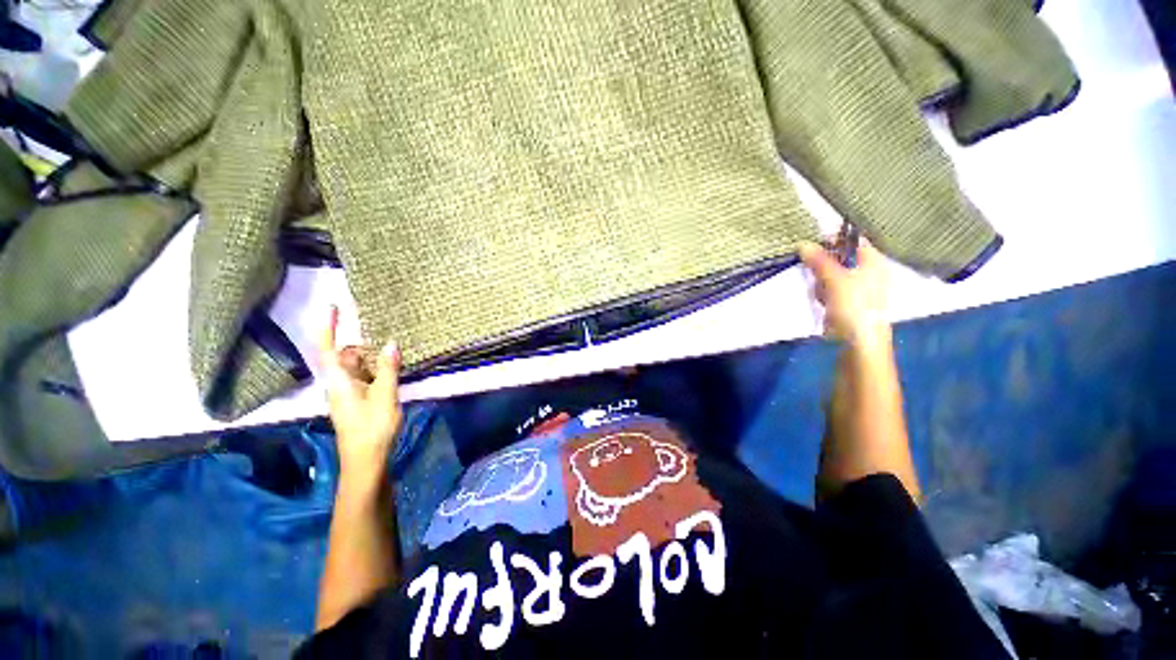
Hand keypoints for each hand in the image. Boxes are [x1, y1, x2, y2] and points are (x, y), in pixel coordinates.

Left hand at [318, 306, 402, 486]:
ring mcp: (346, 393)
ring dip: (373, 361)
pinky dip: (376, 371)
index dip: (327, 327)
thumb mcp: (385, 397)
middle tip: (387, 345)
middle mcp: (338, 384)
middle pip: (346, 356)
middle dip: (364, 347)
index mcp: (339, 382)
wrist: (366, 460)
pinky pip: (364, 378)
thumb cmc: (372, 428)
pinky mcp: (355, 401)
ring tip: (395, 360)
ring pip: (357, 368)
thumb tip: (390, 343)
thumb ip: (388, 369)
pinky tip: (393, 374)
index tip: (333, 306)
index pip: (327, 349)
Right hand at [799, 237, 890, 351]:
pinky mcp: (848, 302)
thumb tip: (803, 243)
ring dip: (822, 282)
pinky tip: (823, 303)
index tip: (814, 243)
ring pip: (832, 275)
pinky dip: (824, 294)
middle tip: (819, 275)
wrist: (859, 343)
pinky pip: (830, 290)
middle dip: (824, 265)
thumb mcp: (835, 279)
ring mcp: (858, 288)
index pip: (854, 240)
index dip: (834, 239)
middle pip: (840, 258)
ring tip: (822, 295)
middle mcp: (868, 271)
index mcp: (873, 262)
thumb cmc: (854, 307)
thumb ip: (820, 261)